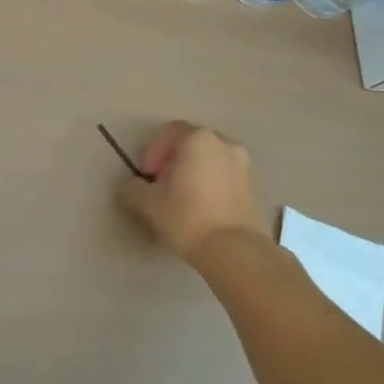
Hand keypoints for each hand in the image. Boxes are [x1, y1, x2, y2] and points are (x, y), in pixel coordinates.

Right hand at [117, 120, 268, 264]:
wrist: (235, 251)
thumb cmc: (188, 218)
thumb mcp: (149, 204)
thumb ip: (132, 189)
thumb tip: (129, 187)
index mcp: (198, 139)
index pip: (169, 132)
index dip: (153, 151)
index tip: (147, 176)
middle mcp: (223, 142)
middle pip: (191, 143)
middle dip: (173, 160)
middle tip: (161, 185)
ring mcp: (243, 163)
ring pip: (210, 158)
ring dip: (194, 171)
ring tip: (183, 198)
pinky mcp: (254, 185)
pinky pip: (225, 174)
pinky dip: (212, 182)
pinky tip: (203, 208)